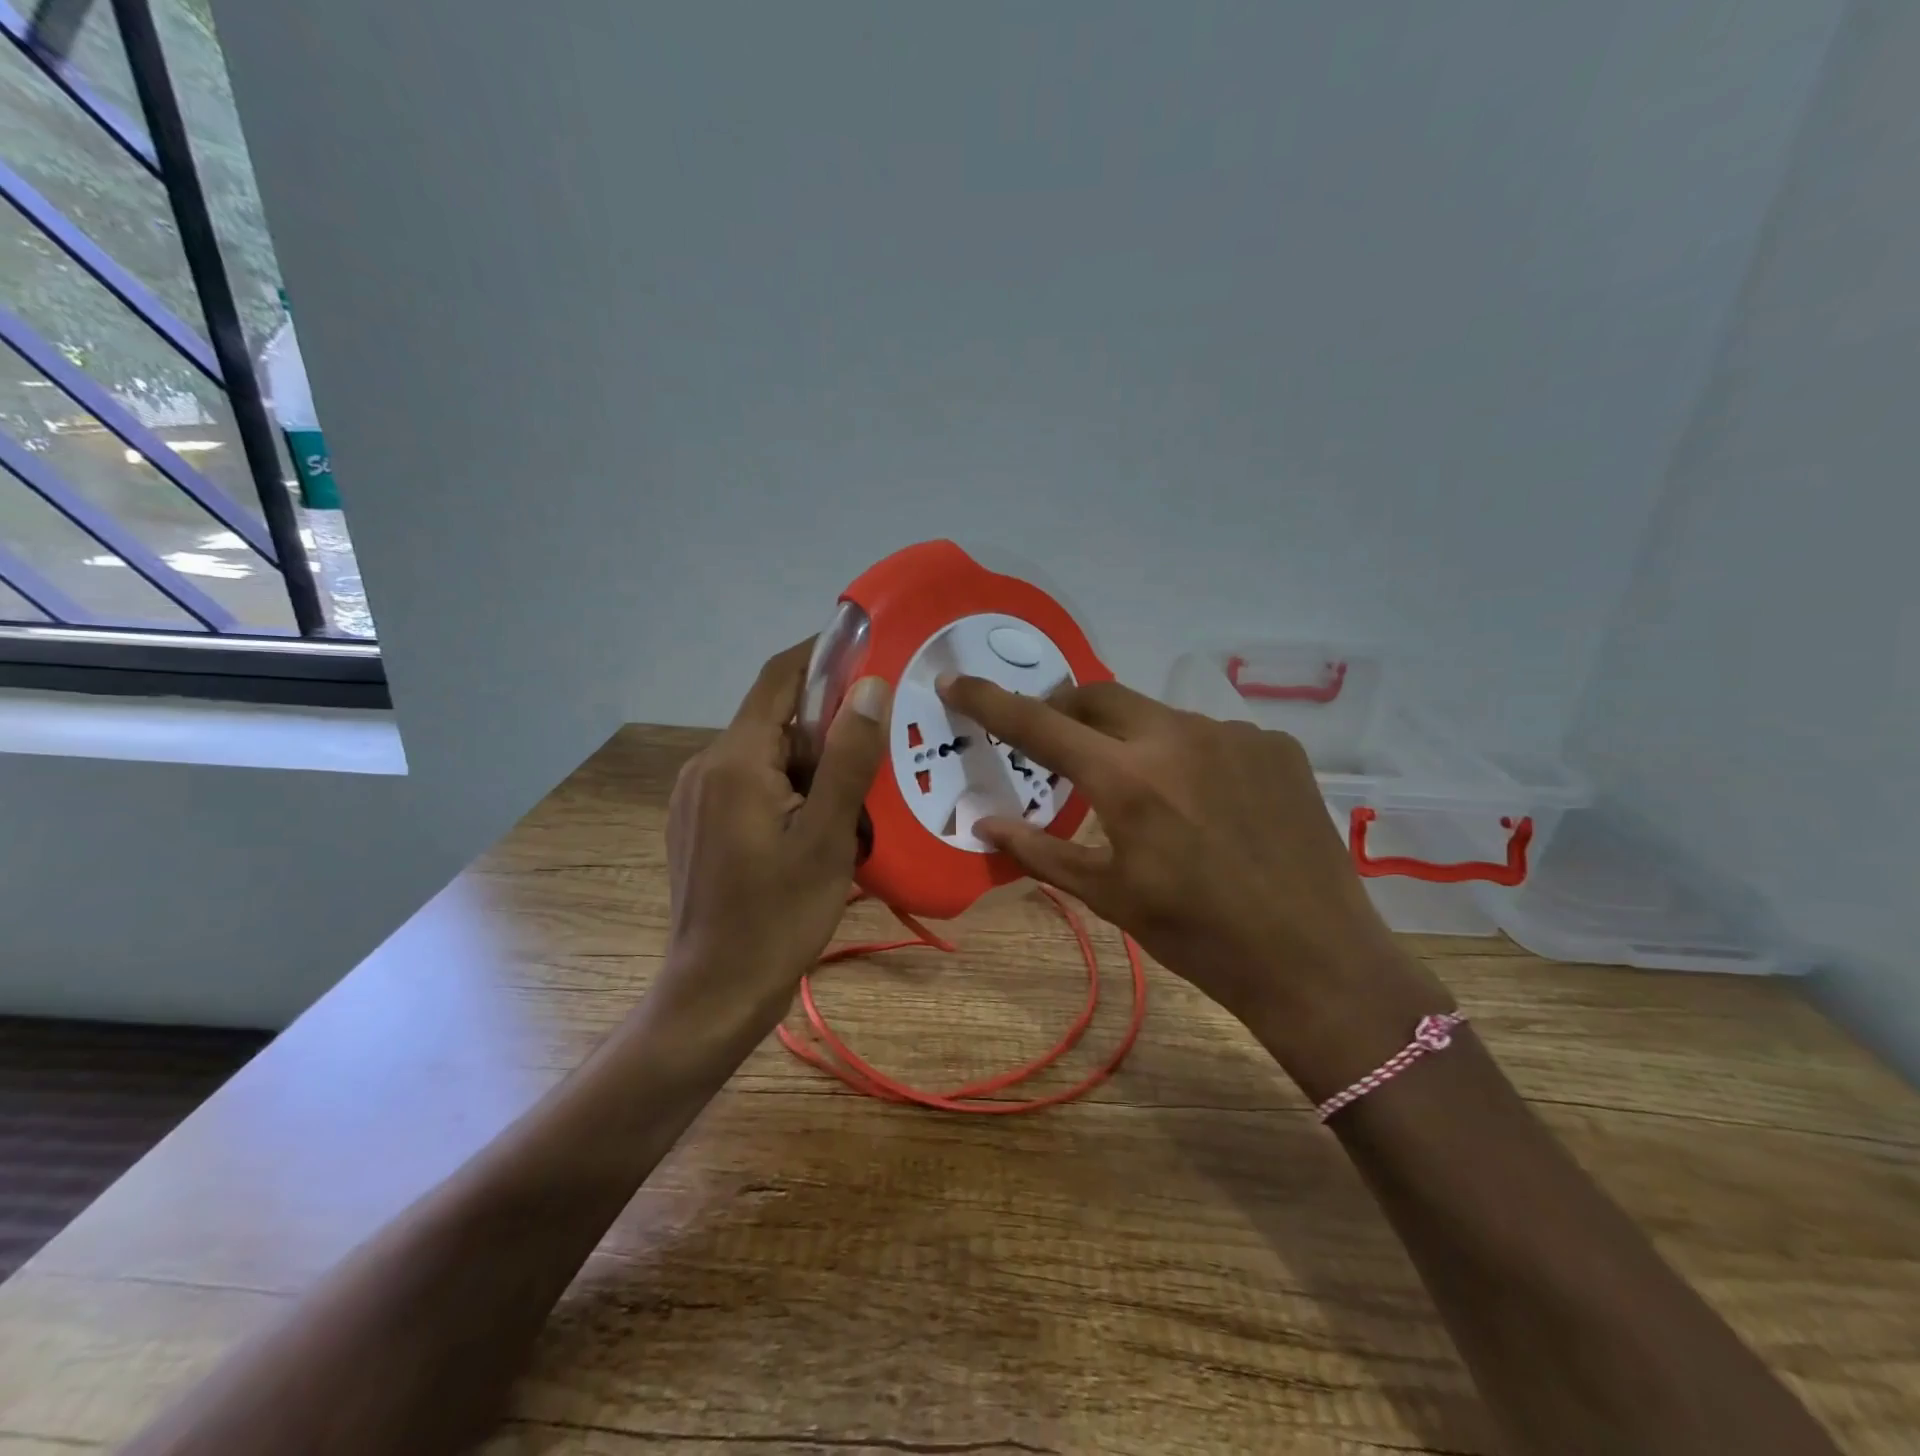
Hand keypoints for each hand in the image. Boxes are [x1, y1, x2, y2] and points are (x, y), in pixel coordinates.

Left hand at [662, 641, 888, 1032]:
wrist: (715, 993)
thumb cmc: (778, 917)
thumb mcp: (828, 837)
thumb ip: (848, 759)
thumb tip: (869, 687)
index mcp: (735, 761)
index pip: (779, 679)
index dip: (821, 654)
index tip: (868, 646)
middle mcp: (706, 767)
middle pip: (774, 717)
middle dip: (826, 723)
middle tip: (879, 742)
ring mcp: (696, 797)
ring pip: (765, 754)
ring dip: (811, 760)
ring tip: (857, 793)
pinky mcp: (697, 824)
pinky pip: (750, 783)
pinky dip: (789, 786)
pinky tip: (818, 823)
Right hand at [937, 675, 1450, 1094]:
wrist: (1315, 959)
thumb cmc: (1197, 935)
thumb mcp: (1110, 896)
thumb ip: (1040, 850)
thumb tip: (983, 823)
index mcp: (1126, 778)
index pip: (1038, 724)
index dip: (990, 701)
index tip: (956, 681)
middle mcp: (1176, 736)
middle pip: (1099, 695)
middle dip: (1067, 709)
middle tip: (1060, 744)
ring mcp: (1233, 734)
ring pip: (1159, 717)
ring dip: (1136, 740)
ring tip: (1152, 795)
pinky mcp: (1275, 745)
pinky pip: (1213, 735)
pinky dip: (1191, 757)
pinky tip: (1211, 804)